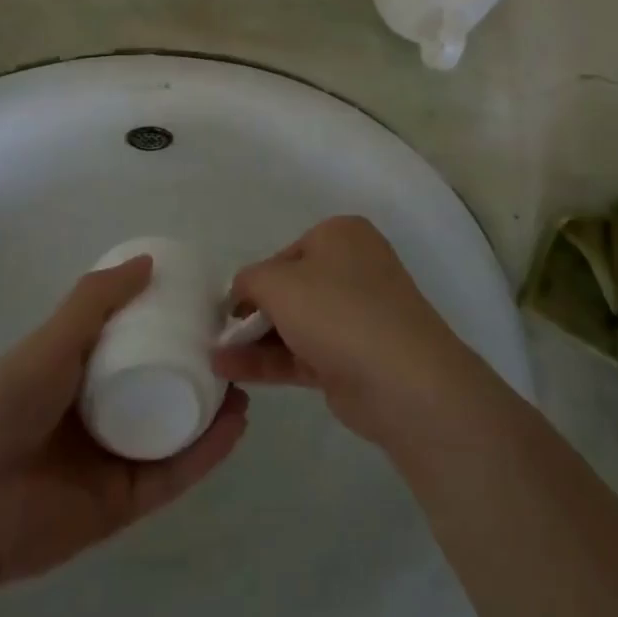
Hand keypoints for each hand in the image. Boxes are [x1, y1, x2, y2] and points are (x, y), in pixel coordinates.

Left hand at [0, 255, 248, 583]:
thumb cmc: (7, 404)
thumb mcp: (52, 340)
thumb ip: (96, 300)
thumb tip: (148, 261)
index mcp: (74, 374)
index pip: (129, 346)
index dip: (165, 328)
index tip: (201, 310)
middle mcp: (95, 415)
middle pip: (156, 389)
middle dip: (195, 372)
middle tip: (230, 352)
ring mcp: (109, 461)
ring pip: (171, 433)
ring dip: (209, 413)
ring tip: (242, 389)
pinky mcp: (121, 504)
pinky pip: (171, 475)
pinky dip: (203, 455)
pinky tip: (233, 428)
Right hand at [213, 216, 490, 452]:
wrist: (404, 381)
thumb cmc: (338, 311)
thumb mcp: (279, 282)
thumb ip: (250, 280)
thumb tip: (242, 292)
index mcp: (341, 235)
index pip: (285, 253)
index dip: (254, 279)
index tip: (228, 306)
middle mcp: (352, 269)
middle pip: (291, 288)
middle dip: (253, 311)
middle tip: (218, 332)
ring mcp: (355, 316)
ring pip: (295, 323)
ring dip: (255, 339)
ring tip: (213, 358)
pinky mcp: (353, 358)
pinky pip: (302, 352)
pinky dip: (269, 360)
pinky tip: (231, 371)